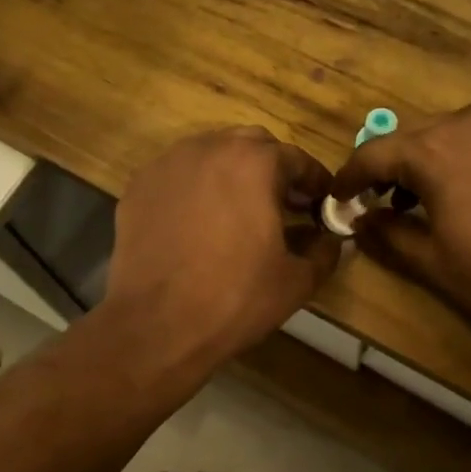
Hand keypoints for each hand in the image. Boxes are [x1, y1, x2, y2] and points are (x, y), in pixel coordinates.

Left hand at [104, 127, 340, 368]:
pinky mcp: (139, 187)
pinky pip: (177, 175)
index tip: (321, 202)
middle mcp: (210, 148)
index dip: (315, 181)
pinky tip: (197, 222)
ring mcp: (168, 164)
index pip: (297, 159)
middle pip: (252, 145)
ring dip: (231, 173)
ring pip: (210, 154)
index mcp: (255, 163)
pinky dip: (195, 188)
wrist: (157, 325)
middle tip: (282, 204)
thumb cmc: (235, 299)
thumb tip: (332, 240)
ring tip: (238, 210)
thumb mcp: (296, 281)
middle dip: (272, 169)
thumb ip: (323, 251)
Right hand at [330, 102, 470, 349]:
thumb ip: (387, 234)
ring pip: (455, 134)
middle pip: (415, 139)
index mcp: (436, 149)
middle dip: (394, 170)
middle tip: (386, 204)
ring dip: (434, 161)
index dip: (351, 177)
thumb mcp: (434, 262)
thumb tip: (360, 222)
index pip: (375, 154)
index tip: (340, 197)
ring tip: (433, 201)